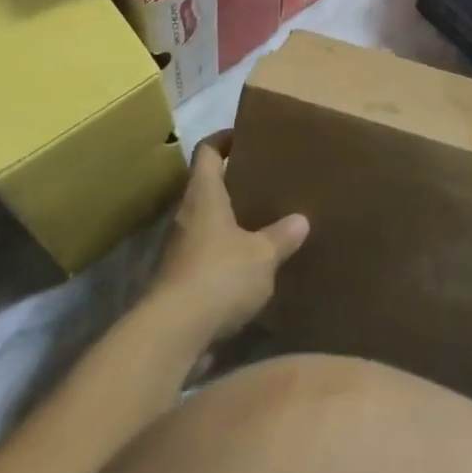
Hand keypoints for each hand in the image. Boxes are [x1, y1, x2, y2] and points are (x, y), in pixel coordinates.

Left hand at [149, 131, 308, 347]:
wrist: (171, 336)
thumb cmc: (218, 276)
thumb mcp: (262, 255)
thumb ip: (281, 236)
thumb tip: (300, 220)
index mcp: (204, 196)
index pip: (207, 151)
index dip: (224, 139)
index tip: (245, 136)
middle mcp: (185, 216)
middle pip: (205, 188)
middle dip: (232, 184)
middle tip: (264, 183)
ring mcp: (177, 252)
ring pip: (205, 224)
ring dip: (228, 223)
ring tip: (261, 226)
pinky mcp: (177, 284)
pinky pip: (204, 258)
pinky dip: (223, 257)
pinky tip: (248, 270)